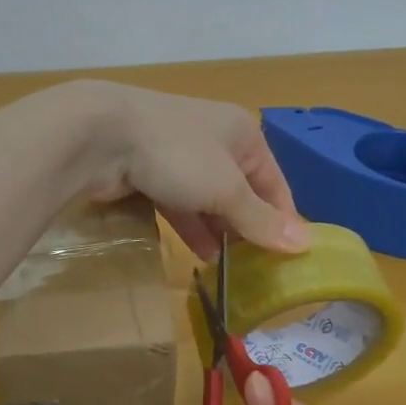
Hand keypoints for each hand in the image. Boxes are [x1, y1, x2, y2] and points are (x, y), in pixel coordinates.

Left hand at [69, 81, 308, 258]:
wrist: (100, 135)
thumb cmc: (178, 155)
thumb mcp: (226, 190)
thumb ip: (260, 219)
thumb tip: (305, 244)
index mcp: (242, 133)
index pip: (274, 183)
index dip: (282, 220)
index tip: (290, 260)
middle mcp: (216, 140)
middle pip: (242, 192)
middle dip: (248, 229)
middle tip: (257, 270)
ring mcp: (180, 154)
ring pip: (209, 200)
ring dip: (220, 232)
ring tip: (231, 269)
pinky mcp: (151, 171)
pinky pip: (180, 202)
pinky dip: (192, 226)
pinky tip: (201, 255)